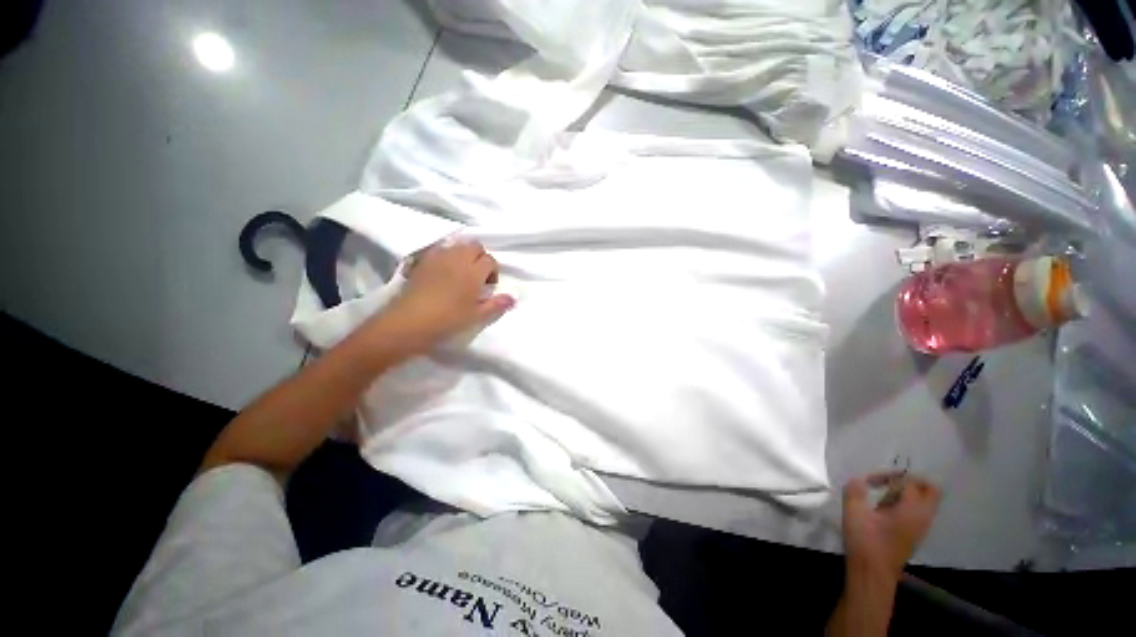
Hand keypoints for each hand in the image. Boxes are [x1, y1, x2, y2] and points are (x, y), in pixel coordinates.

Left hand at [371, 240, 513, 352]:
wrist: (410, 321)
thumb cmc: (448, 320)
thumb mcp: (476, 315)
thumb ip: (496, 304)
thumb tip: (513, 298)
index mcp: (473, 272)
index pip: (490, 260)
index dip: (493, 271)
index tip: (488, 286)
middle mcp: (457, 259)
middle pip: (475, 246)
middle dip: (480, 257)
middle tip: (477, 276)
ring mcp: (438, 257)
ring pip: (457, 245)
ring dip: (464, 254)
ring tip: (461, 272)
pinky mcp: (423, 260)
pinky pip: (440, 249)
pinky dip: (447, 255)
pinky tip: (443, 270)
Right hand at [841, 472, 940, 581]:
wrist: (872, 574)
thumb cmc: (865, 542)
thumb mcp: (853, 513)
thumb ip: (855, 491)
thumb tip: (857, 479)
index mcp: (911, 510)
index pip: (909, 482)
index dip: (889, 476)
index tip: (868, 481)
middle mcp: (922, 517)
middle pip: (930, 490)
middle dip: (911, 480)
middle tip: (888, 481)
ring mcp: (921, 527)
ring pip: (925, 501)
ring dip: (907, 492)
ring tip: (882, 496)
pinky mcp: (914, 535)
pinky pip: (918, 511)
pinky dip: (905, 504)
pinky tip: (884, 509)